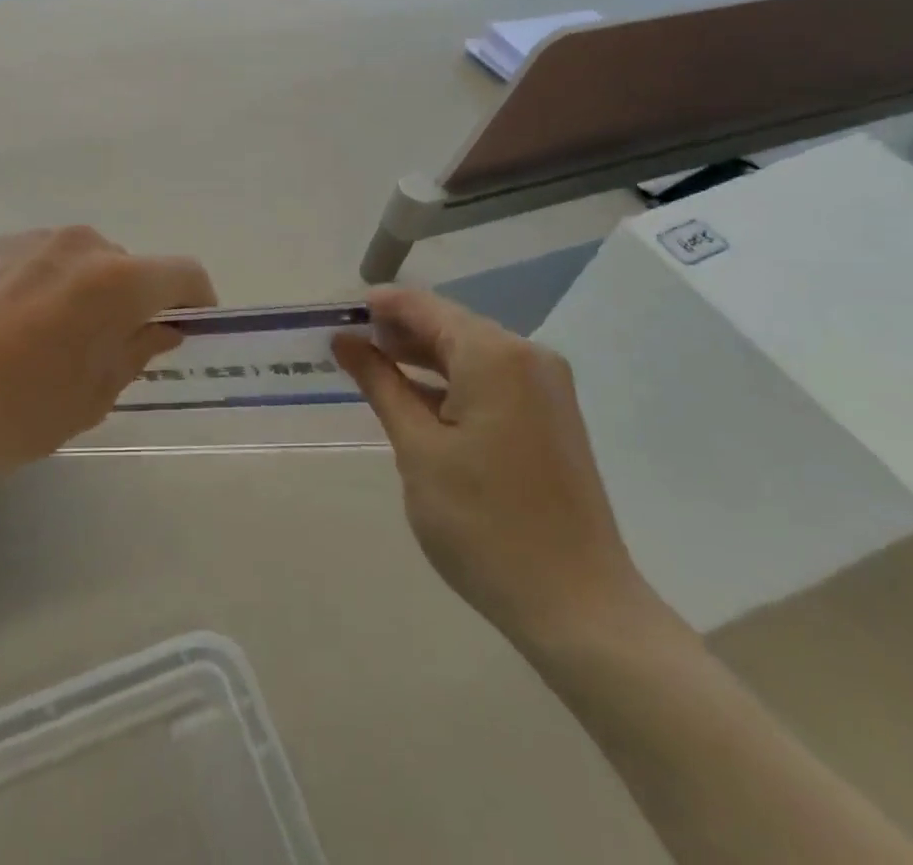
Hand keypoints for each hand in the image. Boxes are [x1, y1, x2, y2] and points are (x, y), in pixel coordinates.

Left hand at [0, 227, 214, 499]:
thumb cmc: (15, 410)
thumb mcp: (92, 396)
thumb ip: (138, 352)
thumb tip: (163, 328)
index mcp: (115, 280)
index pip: (183, 273)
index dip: (197, 301)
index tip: (188, 331)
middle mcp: (79, 244)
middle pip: (132, 266)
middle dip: (137, 302)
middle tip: (113, 350)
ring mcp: (32, 239)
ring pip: (86, 261)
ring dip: (91, 291)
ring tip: (56, 339)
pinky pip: (44, 259)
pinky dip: (51, 284)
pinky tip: (17, 326)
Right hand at [333, 288, 657, 649]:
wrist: (578, 607)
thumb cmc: (483, 523)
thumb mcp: (417, 448)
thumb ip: (380, 383)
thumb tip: (344, 340)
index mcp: (494, 355)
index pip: (423, 305)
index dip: (375, 307)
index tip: (333, 317)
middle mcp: (527, 356)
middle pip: (448, 324)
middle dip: (396, 331)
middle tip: (344, 347)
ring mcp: (545, 386)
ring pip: (468, 351)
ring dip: (420, 357)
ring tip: (370, 370)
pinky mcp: (550, 415)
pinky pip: (490, 377)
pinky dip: (450, 381)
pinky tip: (416, 398)